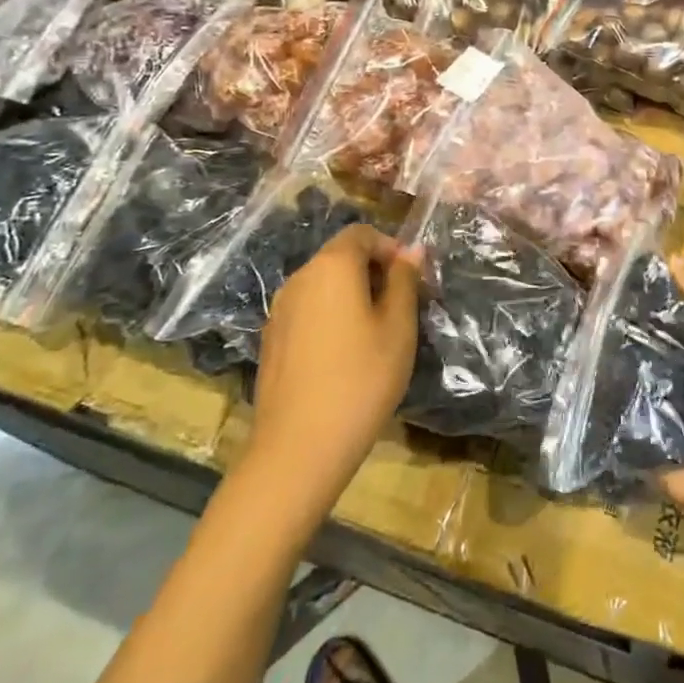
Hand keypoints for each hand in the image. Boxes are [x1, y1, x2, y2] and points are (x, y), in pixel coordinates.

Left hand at [241, 224, 420, 524]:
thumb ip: (405, 282)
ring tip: (376, 334)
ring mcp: (279, 310)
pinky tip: (345, 356)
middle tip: (401, 308)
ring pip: (323, 285)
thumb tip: (411, 251)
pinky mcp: (271, 340)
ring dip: (352, 295)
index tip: (412, 280)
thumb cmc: (361, 379)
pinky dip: (330, 317)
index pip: (361, 233)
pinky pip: (308, 311)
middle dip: (373, 271)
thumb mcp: (398, 327)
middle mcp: (299, 278)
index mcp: (331, 267)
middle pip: (340, 257)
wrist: (298, 448)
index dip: (390, 248)